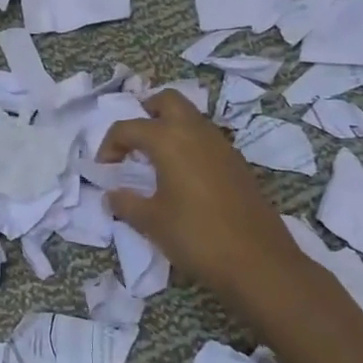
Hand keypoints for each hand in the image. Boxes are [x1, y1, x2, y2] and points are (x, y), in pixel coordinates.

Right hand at [99, 90, 320, 330]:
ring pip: (191, 118)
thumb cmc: (196, 236)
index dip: (110, 145)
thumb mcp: (151, 222)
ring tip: (154, 161)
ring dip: (169, 128)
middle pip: (167, 101)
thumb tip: (112, 194)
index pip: (129, 127)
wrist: (258, 262)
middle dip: (146, 112)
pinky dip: (188, 145)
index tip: (105, 169)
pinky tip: (181, 177)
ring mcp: (222, 145)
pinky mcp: (237, 163)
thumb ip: (126, 202)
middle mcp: (196, 132)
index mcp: (169, 140)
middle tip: (133, 142)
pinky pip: (206, 139)